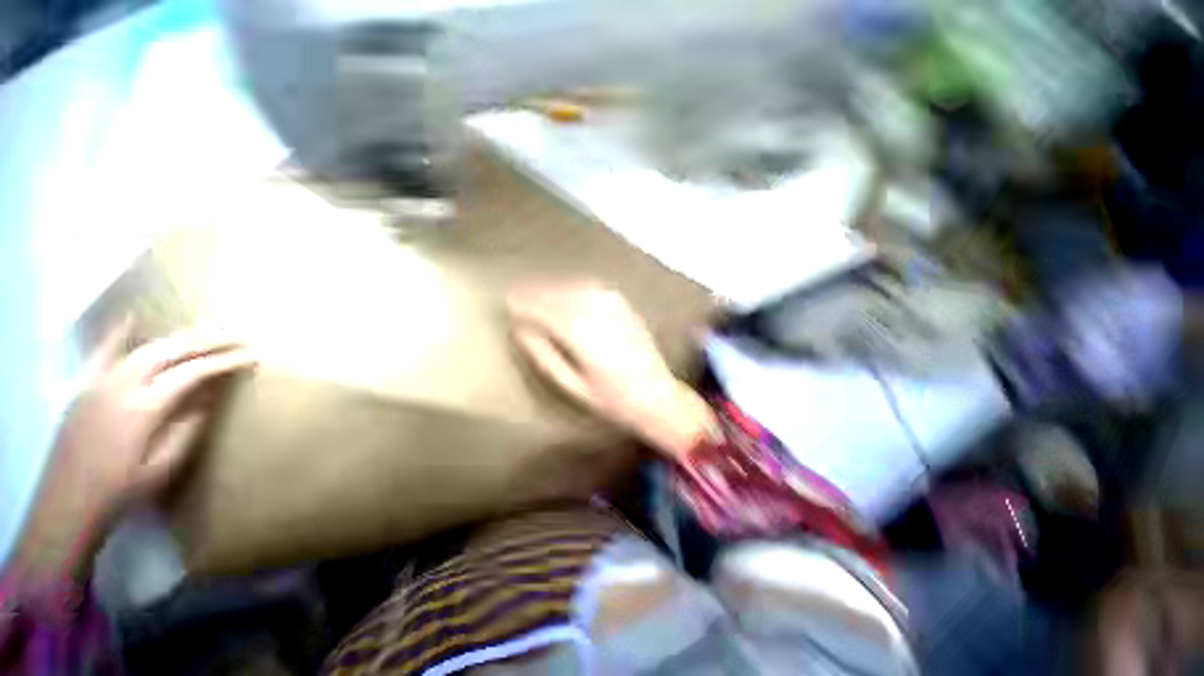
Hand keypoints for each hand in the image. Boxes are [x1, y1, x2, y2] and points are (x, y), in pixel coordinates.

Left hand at [11, 323, 256, 581]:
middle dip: (207, 339)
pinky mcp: (85, 387)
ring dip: (178, 336)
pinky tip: (132, 317)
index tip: (253, 355)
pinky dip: (119, 333)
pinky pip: (104, 352)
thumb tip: (210, 395)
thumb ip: (188, 426)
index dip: (225, 361)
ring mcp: (99, 382)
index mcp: (144, 408)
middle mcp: (121, 385)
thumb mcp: (165, 465)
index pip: (193, 372)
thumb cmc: (123, 491)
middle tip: (237, 333)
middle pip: (170, 351)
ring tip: (206, 327)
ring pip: (144, 348)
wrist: (67, 505)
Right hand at [508, 282, 716, 457]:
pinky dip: (575, 286)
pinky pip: (593, 289)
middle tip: (517, 295)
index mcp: (583, 337)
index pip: (547, 311)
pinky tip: (567, 291)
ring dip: (555, 287)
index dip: (526, 303)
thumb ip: (546, 356)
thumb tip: (522, 330)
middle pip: (560, 295)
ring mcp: (615, 308)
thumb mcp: (573, 386)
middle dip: (537, 292)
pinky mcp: (625, 307)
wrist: (657, 395)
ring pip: (576, 288)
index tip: (508, 300)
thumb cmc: (612, 400)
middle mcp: (599, 315)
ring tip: (537, 292)